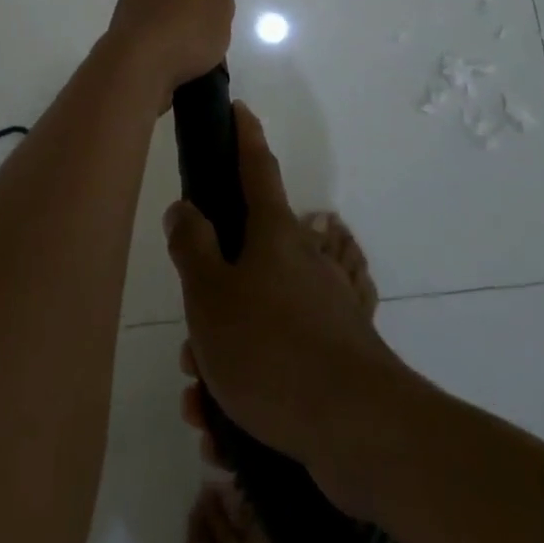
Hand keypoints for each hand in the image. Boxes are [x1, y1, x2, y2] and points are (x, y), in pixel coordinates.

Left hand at [103, 0, 234, 98]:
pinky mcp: (127, 50)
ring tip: (203, 43)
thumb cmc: (180, 29)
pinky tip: (186, 64)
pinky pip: (155, 42)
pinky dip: (170, 48)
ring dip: (176, 21)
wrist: (136, 75)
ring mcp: (128, 20)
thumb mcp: (215, 4)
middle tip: (202, 0)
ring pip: (156, 12)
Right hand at [166, 103, 408, 514]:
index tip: (239, 109)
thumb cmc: (273, 347)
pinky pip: (272, 366)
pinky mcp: (329, 361)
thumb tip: (184, 207)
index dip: (244, 136)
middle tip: (188, 341)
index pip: (256, 167)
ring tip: (199, 400)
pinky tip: (222, 433)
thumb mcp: (211, 295)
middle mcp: (300, 264)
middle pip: (243, 259)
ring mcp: (319, 312)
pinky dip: (244, 394)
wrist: (359, 431)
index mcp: (274, 234)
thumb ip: (192, 247)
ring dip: (219, 358)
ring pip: (252, 319)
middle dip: (209, 296)